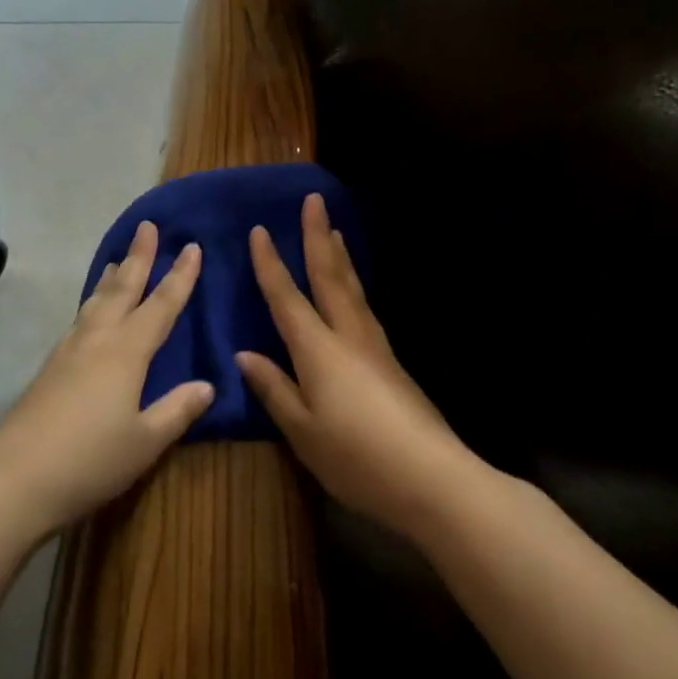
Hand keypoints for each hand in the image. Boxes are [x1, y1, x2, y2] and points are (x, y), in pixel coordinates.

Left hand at [0, 222, 212, 536]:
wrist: (13, 479)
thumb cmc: (90, 460)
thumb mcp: (145, 441)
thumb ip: (178, 410)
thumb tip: (208, 385)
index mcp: (127, 352)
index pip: (161, 306)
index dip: (180, 277)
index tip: (192, 247)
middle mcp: (97, 340)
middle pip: (122, 289)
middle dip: (139, 257)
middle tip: (148, 226)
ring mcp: (68, 351)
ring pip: (96, 301)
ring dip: (112, 277)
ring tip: (119, 259)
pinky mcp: (50, 368)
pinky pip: (80, 319)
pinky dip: (92, 302)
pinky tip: (91, 312)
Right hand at [237, 194, 483, 540]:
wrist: (433, 478)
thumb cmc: (357, 458)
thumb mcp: (303, 431)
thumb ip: (274, 389)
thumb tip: (245, 354)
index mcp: (319, 350)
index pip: (287, 298)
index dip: (270, 264)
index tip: (259, 230)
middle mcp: (348, 336)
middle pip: (330, 276)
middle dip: (317, 237)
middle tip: (314, 200)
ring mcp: (376, 347)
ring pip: (353, 289)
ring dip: (340, 256)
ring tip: (334, 231)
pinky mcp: (392, 363)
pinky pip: (365, 308)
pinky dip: (353, 285)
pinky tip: (353, 291)